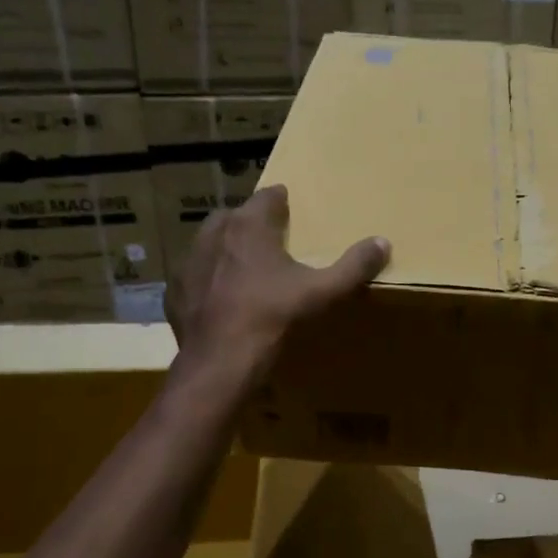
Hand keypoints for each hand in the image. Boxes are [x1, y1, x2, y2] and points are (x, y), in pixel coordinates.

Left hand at [166, 185, 388, 383]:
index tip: (288, 207)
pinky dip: (207, 281)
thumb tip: (383, 242)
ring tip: (244, 268)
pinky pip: (194, 276)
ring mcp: (189, 262)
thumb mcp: (323, 292)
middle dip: (250, 224)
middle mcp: (214, 234)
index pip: (267, 197)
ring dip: (225, 250)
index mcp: (250, 226)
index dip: (279, 201)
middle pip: (234, 217)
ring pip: (209, 244)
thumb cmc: (275, 317)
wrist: (221, 361)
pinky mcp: (175, 291)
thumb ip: (354, 266)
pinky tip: (221, 299)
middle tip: (270, 241)